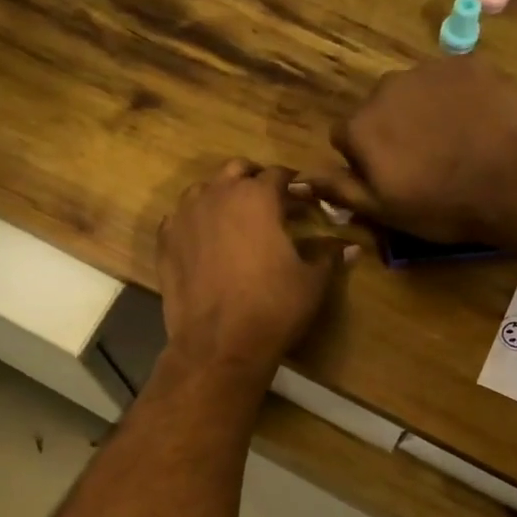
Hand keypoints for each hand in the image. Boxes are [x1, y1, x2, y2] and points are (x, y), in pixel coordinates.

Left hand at [158, 161, 354, 386]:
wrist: (218, 345)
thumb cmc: (272, 307)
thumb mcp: (311, 281)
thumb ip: (329, 256)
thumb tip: (352, 247)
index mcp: (257, 196)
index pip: (278, 174)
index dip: (294, 185)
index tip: (303, 199)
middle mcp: (217, 195)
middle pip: (236, 171)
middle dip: (254, 181)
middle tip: (269, 203)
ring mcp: (185, 217)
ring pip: (203, 190)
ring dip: (221, 197)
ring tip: (235, 220)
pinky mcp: (165, 242)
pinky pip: (180, 219)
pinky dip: (194, 222)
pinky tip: (205, 241)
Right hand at [305, 60, 516, 243]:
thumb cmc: (443, 204)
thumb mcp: (383, 210)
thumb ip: (338, 189)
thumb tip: (295, 182)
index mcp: (361, 126)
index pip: (343, 136)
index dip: (363, 159)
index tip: (389, 178)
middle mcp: (386, 88)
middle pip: (377, 108)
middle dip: (391, 129)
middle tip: (424, 161)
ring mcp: (429, 70)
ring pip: (412, 91)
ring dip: (422, 111)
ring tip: (454, 141)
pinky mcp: (469, 62)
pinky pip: (450, 79)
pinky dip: (456, 97)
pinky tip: (478, 123)